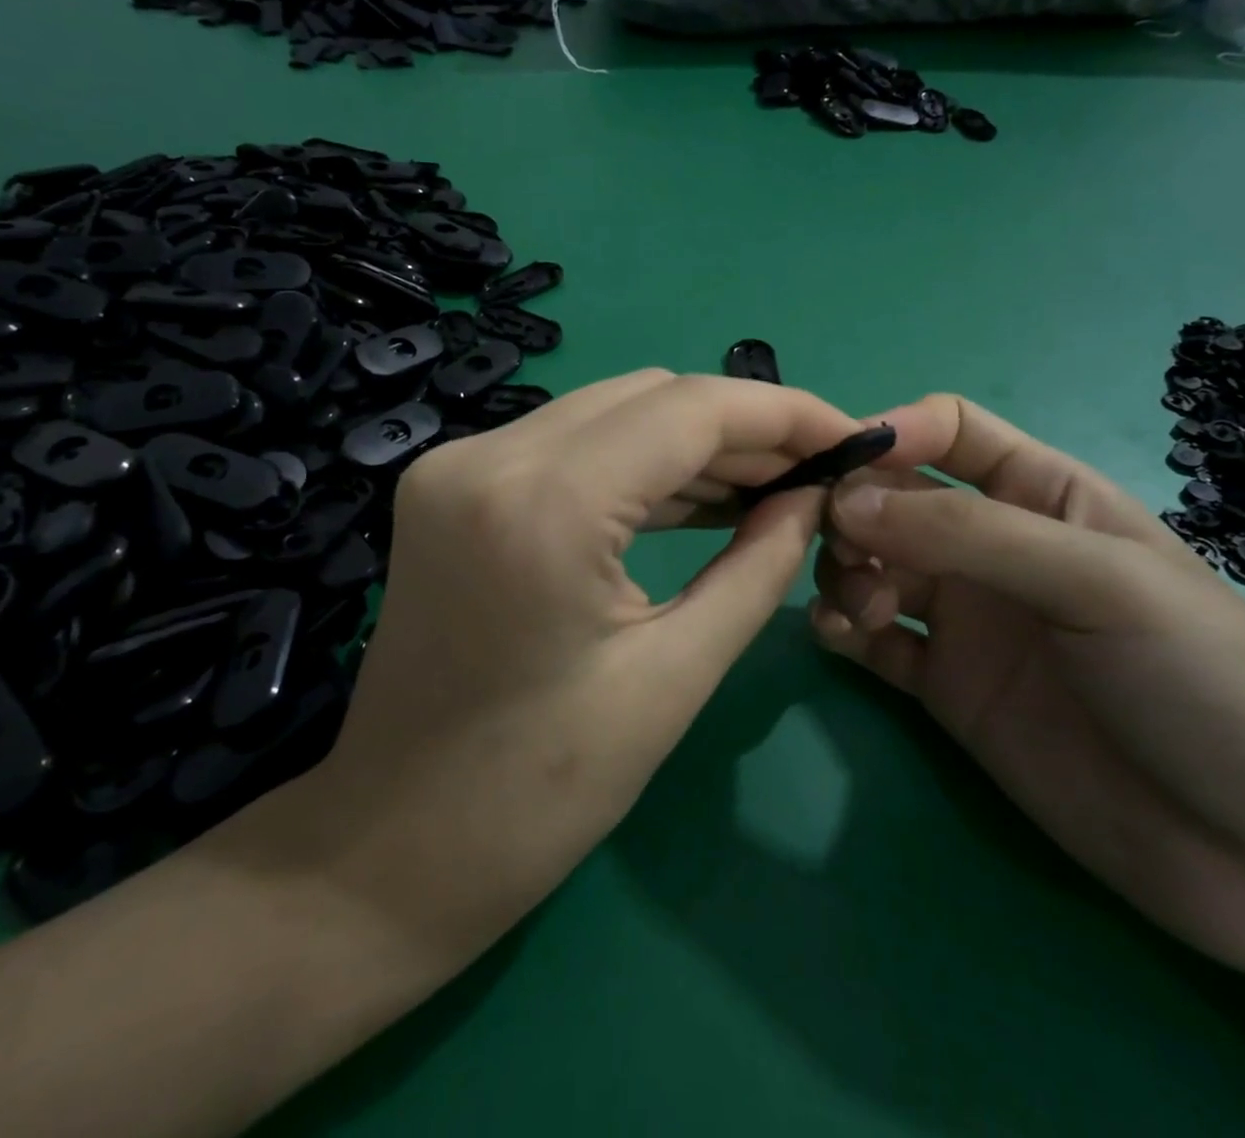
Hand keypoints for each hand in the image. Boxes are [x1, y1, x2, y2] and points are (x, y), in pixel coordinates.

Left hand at [307, 370, 861, 959]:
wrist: (391, 848)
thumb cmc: (539, 793)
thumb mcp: (673, 676)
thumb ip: (759, 566)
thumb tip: (812, 497)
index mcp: (544, 503)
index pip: (691, 409)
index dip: (785, 413)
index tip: (853, 437)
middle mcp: (489, 455)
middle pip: (650, 396)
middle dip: (743, 426)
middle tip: (814, 473)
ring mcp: (459, 464)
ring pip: (610, 412)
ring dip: (693, 443)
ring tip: (770, 487)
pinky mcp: (453, 484)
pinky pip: (570, 446)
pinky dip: (638, 464)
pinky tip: (697, 497)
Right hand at [809, 394, 1244, 978]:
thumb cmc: (1204, 677)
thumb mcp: (1097, 579)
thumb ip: (969, 533)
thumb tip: (846, 501)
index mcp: (1043, 495)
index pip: (951, 432)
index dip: (894, 432)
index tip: (841, 463)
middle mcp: (993, 549)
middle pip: (894, 498)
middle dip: (854, 509)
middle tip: (840, 546)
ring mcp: (967, 620)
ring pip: (872, 565)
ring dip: (845, 570)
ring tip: (862, 607)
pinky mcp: (945, 687)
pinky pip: (872, 640)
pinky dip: (841, 628)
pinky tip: (840, 637)